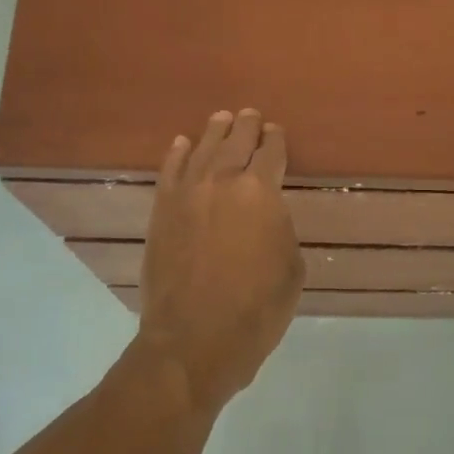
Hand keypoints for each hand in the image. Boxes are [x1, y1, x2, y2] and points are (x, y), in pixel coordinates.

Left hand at [136, 109, 304, 407]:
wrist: (194, 339)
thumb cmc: (256, 309)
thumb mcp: (291, 269)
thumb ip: (280, 230)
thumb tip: (267, 218)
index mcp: (262, 191)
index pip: (272, 153)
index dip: (276, 140)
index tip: (277, 132)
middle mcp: (223, 181)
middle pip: (236, 141)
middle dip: (246, 126)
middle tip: (251, 115)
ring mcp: (187, 193)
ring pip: (202, 149)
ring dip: (214, 132)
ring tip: (222, 119)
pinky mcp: (161, 211)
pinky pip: (169, 171)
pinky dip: (177, 154)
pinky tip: (181, 144)